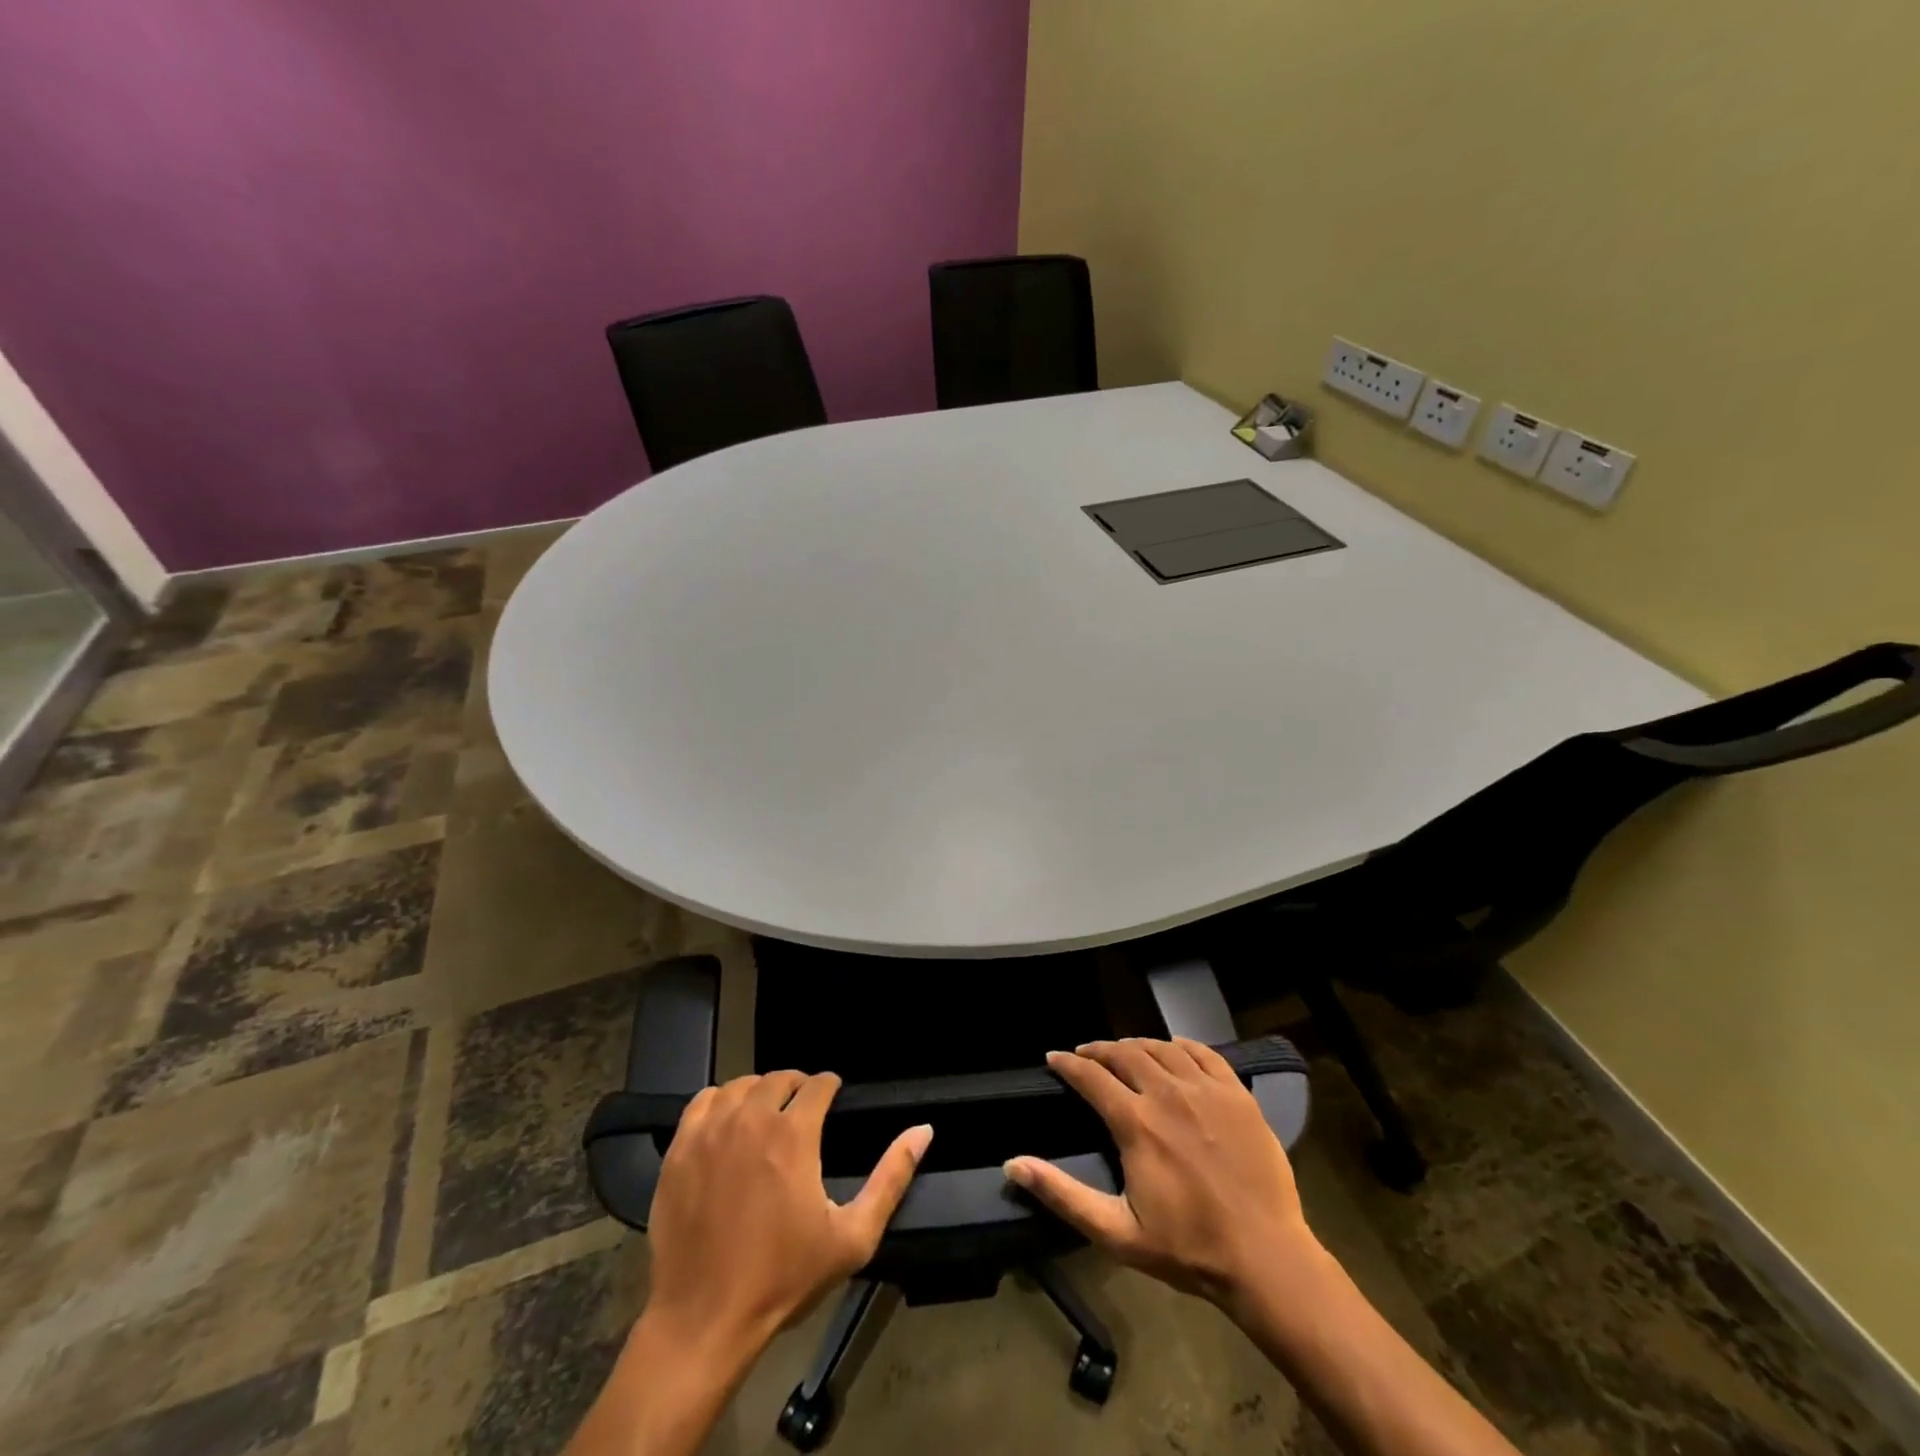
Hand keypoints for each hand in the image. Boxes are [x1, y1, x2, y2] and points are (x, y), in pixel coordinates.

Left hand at [645, 1071, 931, 1359]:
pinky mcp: (679, 1149)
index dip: (831, 1086)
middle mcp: (751, 1119)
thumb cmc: (783, 1279)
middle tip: (803, 1109)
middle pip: (778, 1078)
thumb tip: (923, 1130)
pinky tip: (727, 1123)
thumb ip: (891, 1178)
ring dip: (759, 1092)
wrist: (704, 1320)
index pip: (818, 1084)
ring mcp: (710, 1132)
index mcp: (793, 1134)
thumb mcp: (852, 1237)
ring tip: (767, 1114)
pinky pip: (702, 1102)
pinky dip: (720, 1102)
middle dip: (797, 1086)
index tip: (834, 1097)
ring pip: (740, 1085)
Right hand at [1004, 1038, 1315, 1311]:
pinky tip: (1174, 1050)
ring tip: (1125, 1053)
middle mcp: (1168, 1093)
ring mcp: (1206, 1090)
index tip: (1053, 1057)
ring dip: (1136, 1045)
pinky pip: (1204, 1053)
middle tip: (1086, 1055)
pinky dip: (1181, 1045)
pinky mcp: (1237, 1094)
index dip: (1068, 1063)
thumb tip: (1012, 1164)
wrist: (1266, 1258)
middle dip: (1099, 1049)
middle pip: (1124, 1052)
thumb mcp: (1116, 1231)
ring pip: (1161, 1048)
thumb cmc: (1187, 1247)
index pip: (1091, 1075)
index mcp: (1136, 1122)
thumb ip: (1062, 1194)